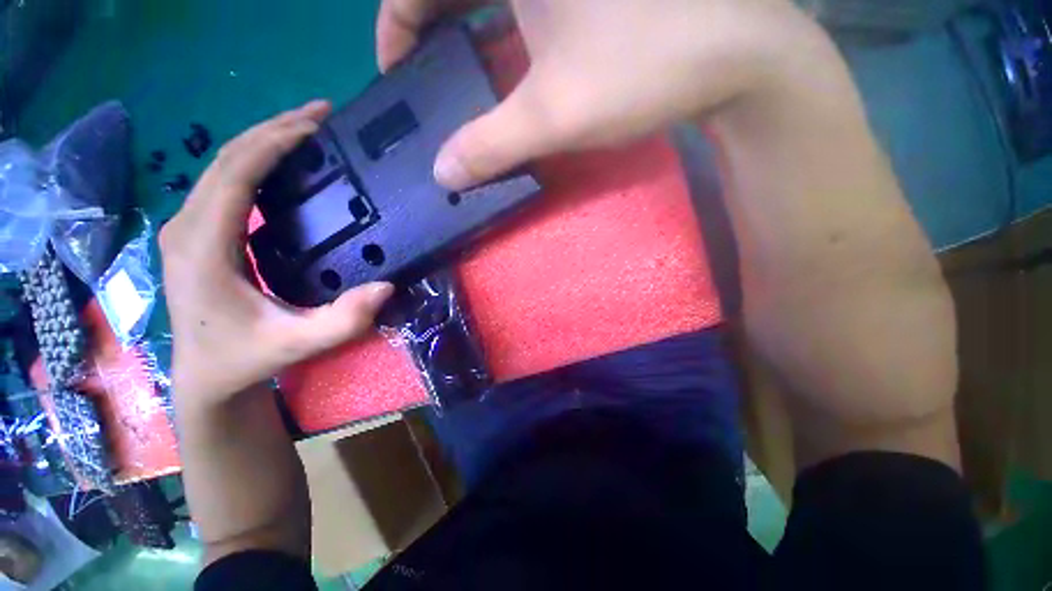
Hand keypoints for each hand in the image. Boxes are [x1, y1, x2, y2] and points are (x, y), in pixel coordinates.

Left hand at [160, 101, 393, 408]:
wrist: (206, 375)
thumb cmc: (245, 358)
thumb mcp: (297, 344)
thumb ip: (342, 321)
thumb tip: (386, 287)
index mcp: (203, 248)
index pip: (234, 176)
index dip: (273, 144)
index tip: (315, 126)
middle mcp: (187, 227)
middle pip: (225, 159)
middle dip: (273, 129)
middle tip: (320, 114)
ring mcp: (187, 227)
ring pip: (222, 165)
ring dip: (263, 140)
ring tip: (307, 128)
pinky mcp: (197, 232)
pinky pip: (224, 182)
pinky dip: (254, 161)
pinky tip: (282, 161)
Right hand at [376, 0, 821, 189]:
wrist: (734, 54)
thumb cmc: (643, 68)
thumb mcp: (552, 115)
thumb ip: (489, 147)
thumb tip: (444, 175)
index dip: (395, 27)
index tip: (395, 76)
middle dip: (426, 28)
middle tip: (421, 79)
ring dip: (459, 28)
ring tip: (450, 75)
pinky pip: (519, 3)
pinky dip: (497, 27)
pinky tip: (498, 59)